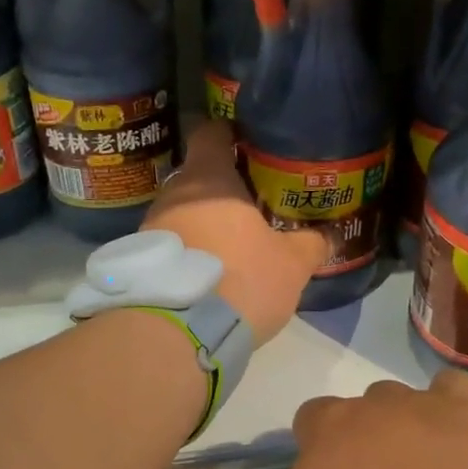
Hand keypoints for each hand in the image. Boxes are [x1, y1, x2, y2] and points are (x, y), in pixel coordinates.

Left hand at [143, 120, 325, 342]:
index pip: (211, 133)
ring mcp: (149, 228)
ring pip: (182, 213)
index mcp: (209, 179)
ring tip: (232, 245)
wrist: (177, 334)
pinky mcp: (140, 263)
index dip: (231, 135)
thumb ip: (311, 244)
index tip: (250, 147)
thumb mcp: (291, 264)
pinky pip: (170, 245)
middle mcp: (172, 194)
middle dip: (223, 189)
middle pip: (198, 177)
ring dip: (204, 224)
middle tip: (254, 204)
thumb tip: (327, 236)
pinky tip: (209, 274)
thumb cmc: (241, 280)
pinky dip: (189, 252)